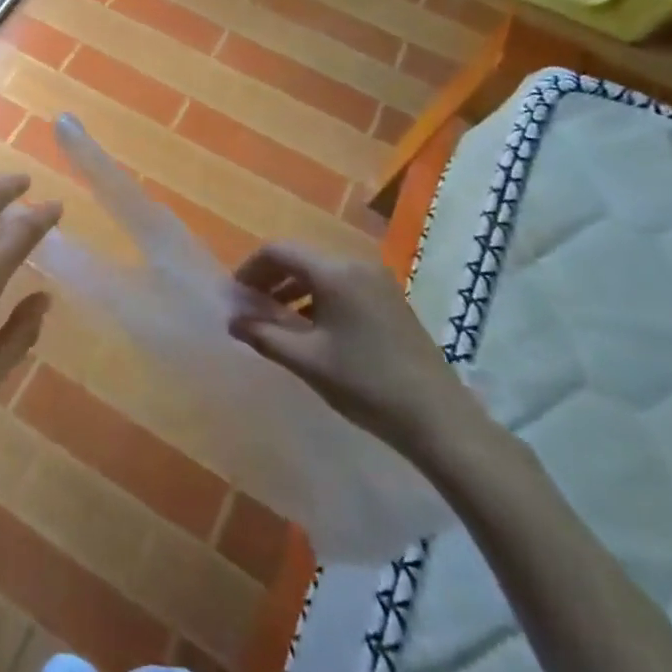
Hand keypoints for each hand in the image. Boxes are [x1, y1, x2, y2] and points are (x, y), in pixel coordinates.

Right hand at [228, 243, 483, 460]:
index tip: (235, 297)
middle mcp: (356, 264)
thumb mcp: (307, 361)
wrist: (439, 419)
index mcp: (335, 272)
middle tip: (251, 309)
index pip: (278, 251)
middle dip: (270, 278)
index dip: (250, 269)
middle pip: (300, 257)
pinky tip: (311, 328)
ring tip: (276, 320)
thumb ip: (263, 335)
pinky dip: (317, 296)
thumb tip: (231, 320)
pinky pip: (341, 283)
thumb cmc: (367, 385)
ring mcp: (377, 279)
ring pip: (320, 271)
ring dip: (293, 288)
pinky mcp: (389, 297)